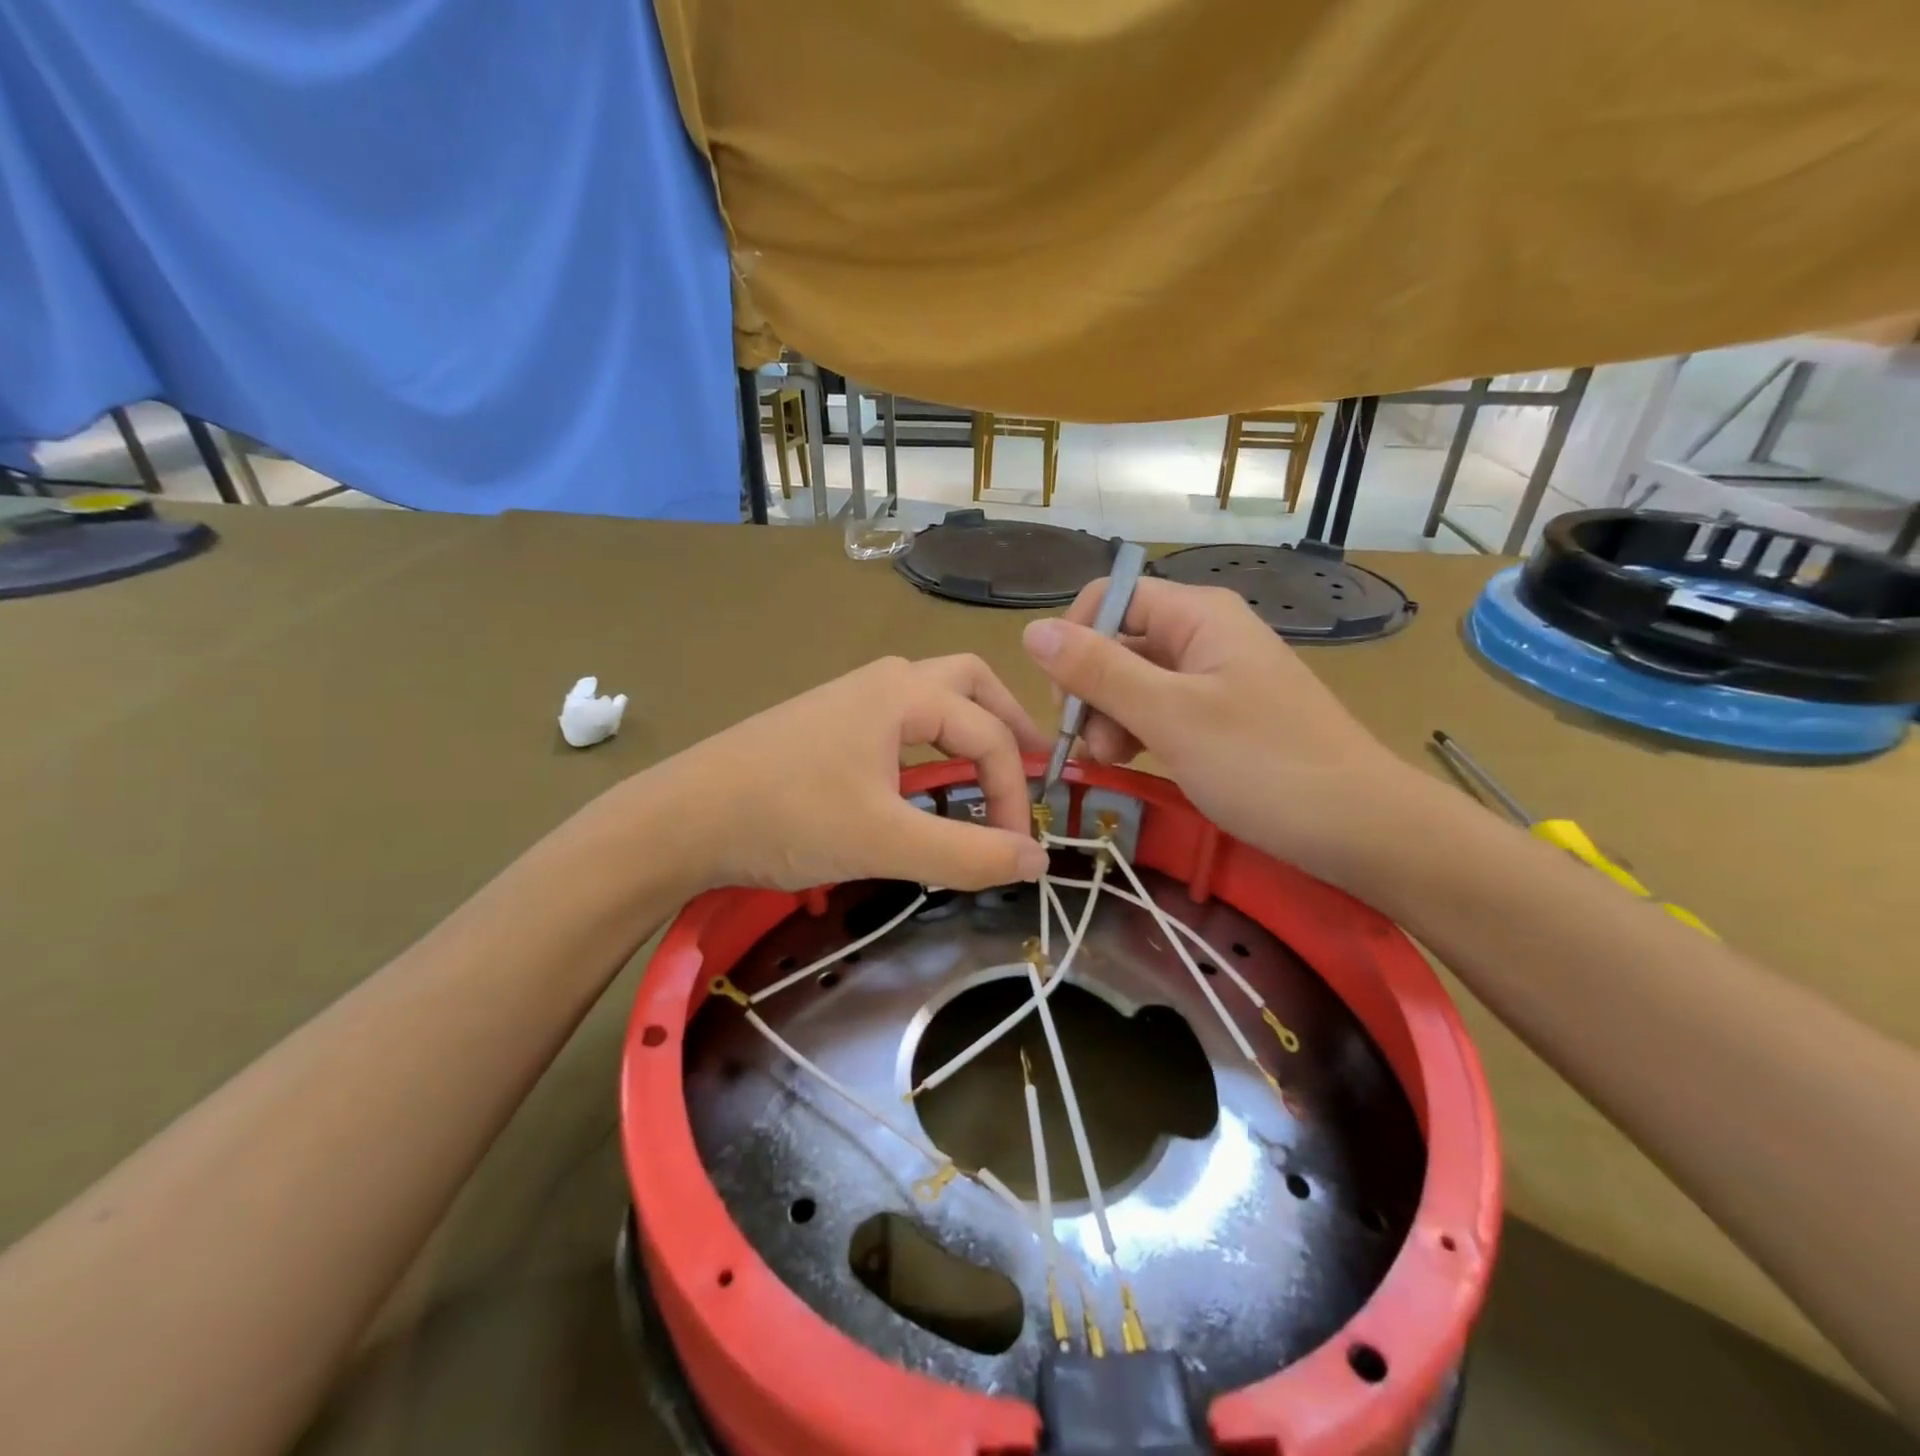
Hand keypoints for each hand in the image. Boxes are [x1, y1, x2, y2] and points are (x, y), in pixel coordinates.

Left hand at [650, 655, 1052, 892]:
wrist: (681, 819)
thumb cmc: (787, 817)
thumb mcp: (885, 840)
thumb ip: (966, 853)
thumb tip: (1038, 861)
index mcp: (904, 693)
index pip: (988, 734)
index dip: (1014, 791)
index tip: (1017, 848)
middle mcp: (883, 681)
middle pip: (969, 683)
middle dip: (1008, 722)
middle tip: (1033, 766)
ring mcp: (850, 699)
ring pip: (933, 696)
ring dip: (971, 726)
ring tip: (991, 768)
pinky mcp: (828, 724)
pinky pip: (901, 719)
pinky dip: (934, 739)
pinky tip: (926, 777)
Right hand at [1021, 578, 1416, 879]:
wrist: (1362, 829)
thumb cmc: (1264, 764)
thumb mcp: (1171, 716)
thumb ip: (1099, 671)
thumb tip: (1030, 630)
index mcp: (1197, 615)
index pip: (1109, 599)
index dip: (1074, 641)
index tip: (1065, 701)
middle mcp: (1204, 634)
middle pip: (1118, 641)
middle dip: (1091, 690)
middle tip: (1091, 748)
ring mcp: (1214, 676)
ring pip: (1133, 680)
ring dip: (1109, 717)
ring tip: (1112, 762)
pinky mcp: (1220, 715)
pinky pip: (1160, 709)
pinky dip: (1137, 732)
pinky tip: (1133, 762)